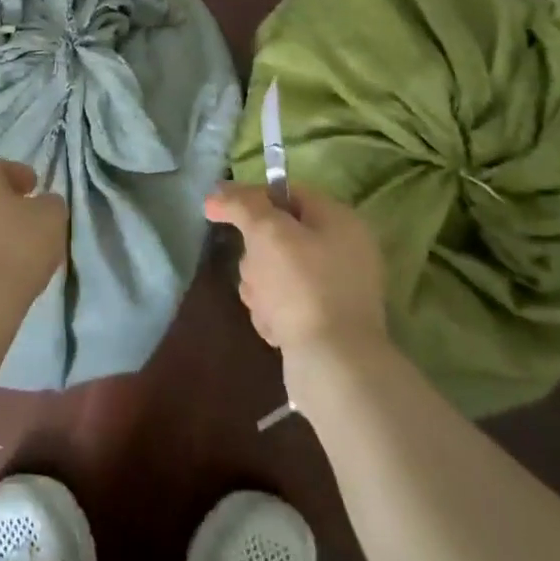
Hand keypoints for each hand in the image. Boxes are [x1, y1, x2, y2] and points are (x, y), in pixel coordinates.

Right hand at [205, 183, 387, 362]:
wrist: (335, 367)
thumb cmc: (303, 287)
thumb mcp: (267, 232)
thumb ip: (241, 204)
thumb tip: (217, 193)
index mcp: (339, 220)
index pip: (286, 194)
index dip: (249, 200)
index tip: (218, 213)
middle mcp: (343, 250)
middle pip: (276, 236)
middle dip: (255, 255)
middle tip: (255, 272)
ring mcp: (335, 289)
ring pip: (275, 272)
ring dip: (259, 287)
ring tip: (266, 306)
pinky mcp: (324, 322)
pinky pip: (285, 304)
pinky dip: (273, 313)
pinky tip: (275, 328)